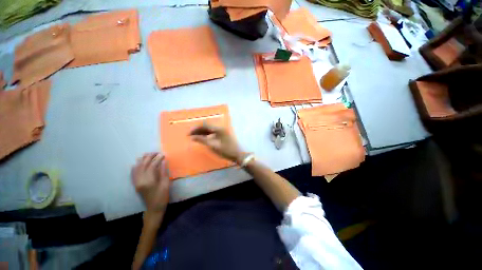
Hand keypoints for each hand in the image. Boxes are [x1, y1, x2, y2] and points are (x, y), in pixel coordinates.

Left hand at [131, 153, 169, 213]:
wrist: (154, 208)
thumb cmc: (162, 196)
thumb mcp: (166, 184)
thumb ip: (164, 172)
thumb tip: (163, 161)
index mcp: (149, 181)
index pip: (152, 166)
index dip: (158, 159)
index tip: (163, 154)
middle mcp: (140, 180)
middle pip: (143, 165)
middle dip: (149, 157)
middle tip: (156, 153)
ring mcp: (136, 182)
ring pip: (137, 168)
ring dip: (142, 160)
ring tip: (148, 155)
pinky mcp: (136, 184)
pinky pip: (133, 174)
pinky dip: (135, 167)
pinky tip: (137, 163)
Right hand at [190, 123, 245, 163]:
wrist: (237, 155)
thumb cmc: (226, 150)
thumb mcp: (213, 146)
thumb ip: (202, 140)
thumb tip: (192, 137)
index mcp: (219, 129)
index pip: (204, 125)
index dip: (196, 129)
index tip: (189, 134)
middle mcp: (221, 127)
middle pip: (207, 126)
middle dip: (198, 130)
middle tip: (191, 136)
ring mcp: (223, 131)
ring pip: (210, 129)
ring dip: (202, 132)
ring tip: (195, 137)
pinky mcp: (223, 134)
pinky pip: (213, 132)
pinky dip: (207, 134)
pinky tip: (203, 138)